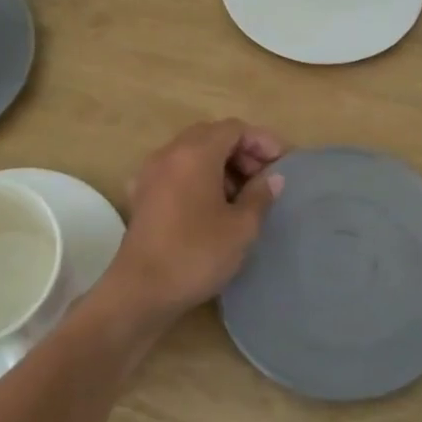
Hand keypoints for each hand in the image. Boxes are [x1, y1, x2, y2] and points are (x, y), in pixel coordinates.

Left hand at [106, 119, 285, 322]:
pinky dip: (198, 177)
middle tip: (263, 179)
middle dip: (241, 151)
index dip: (261, 141)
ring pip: (192, 152)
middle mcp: (170, 153)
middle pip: (211, 136)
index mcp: (195, 153)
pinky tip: (211, 206)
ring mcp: (151, 173)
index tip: (282, 164)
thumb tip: (273, 178)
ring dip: (220, 164)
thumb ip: (260, 196)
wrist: (140, 292)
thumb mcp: (241, 228)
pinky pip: (176, 171)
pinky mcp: (143, 195)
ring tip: (241, 195)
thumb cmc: (196, 254)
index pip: (234, 128)